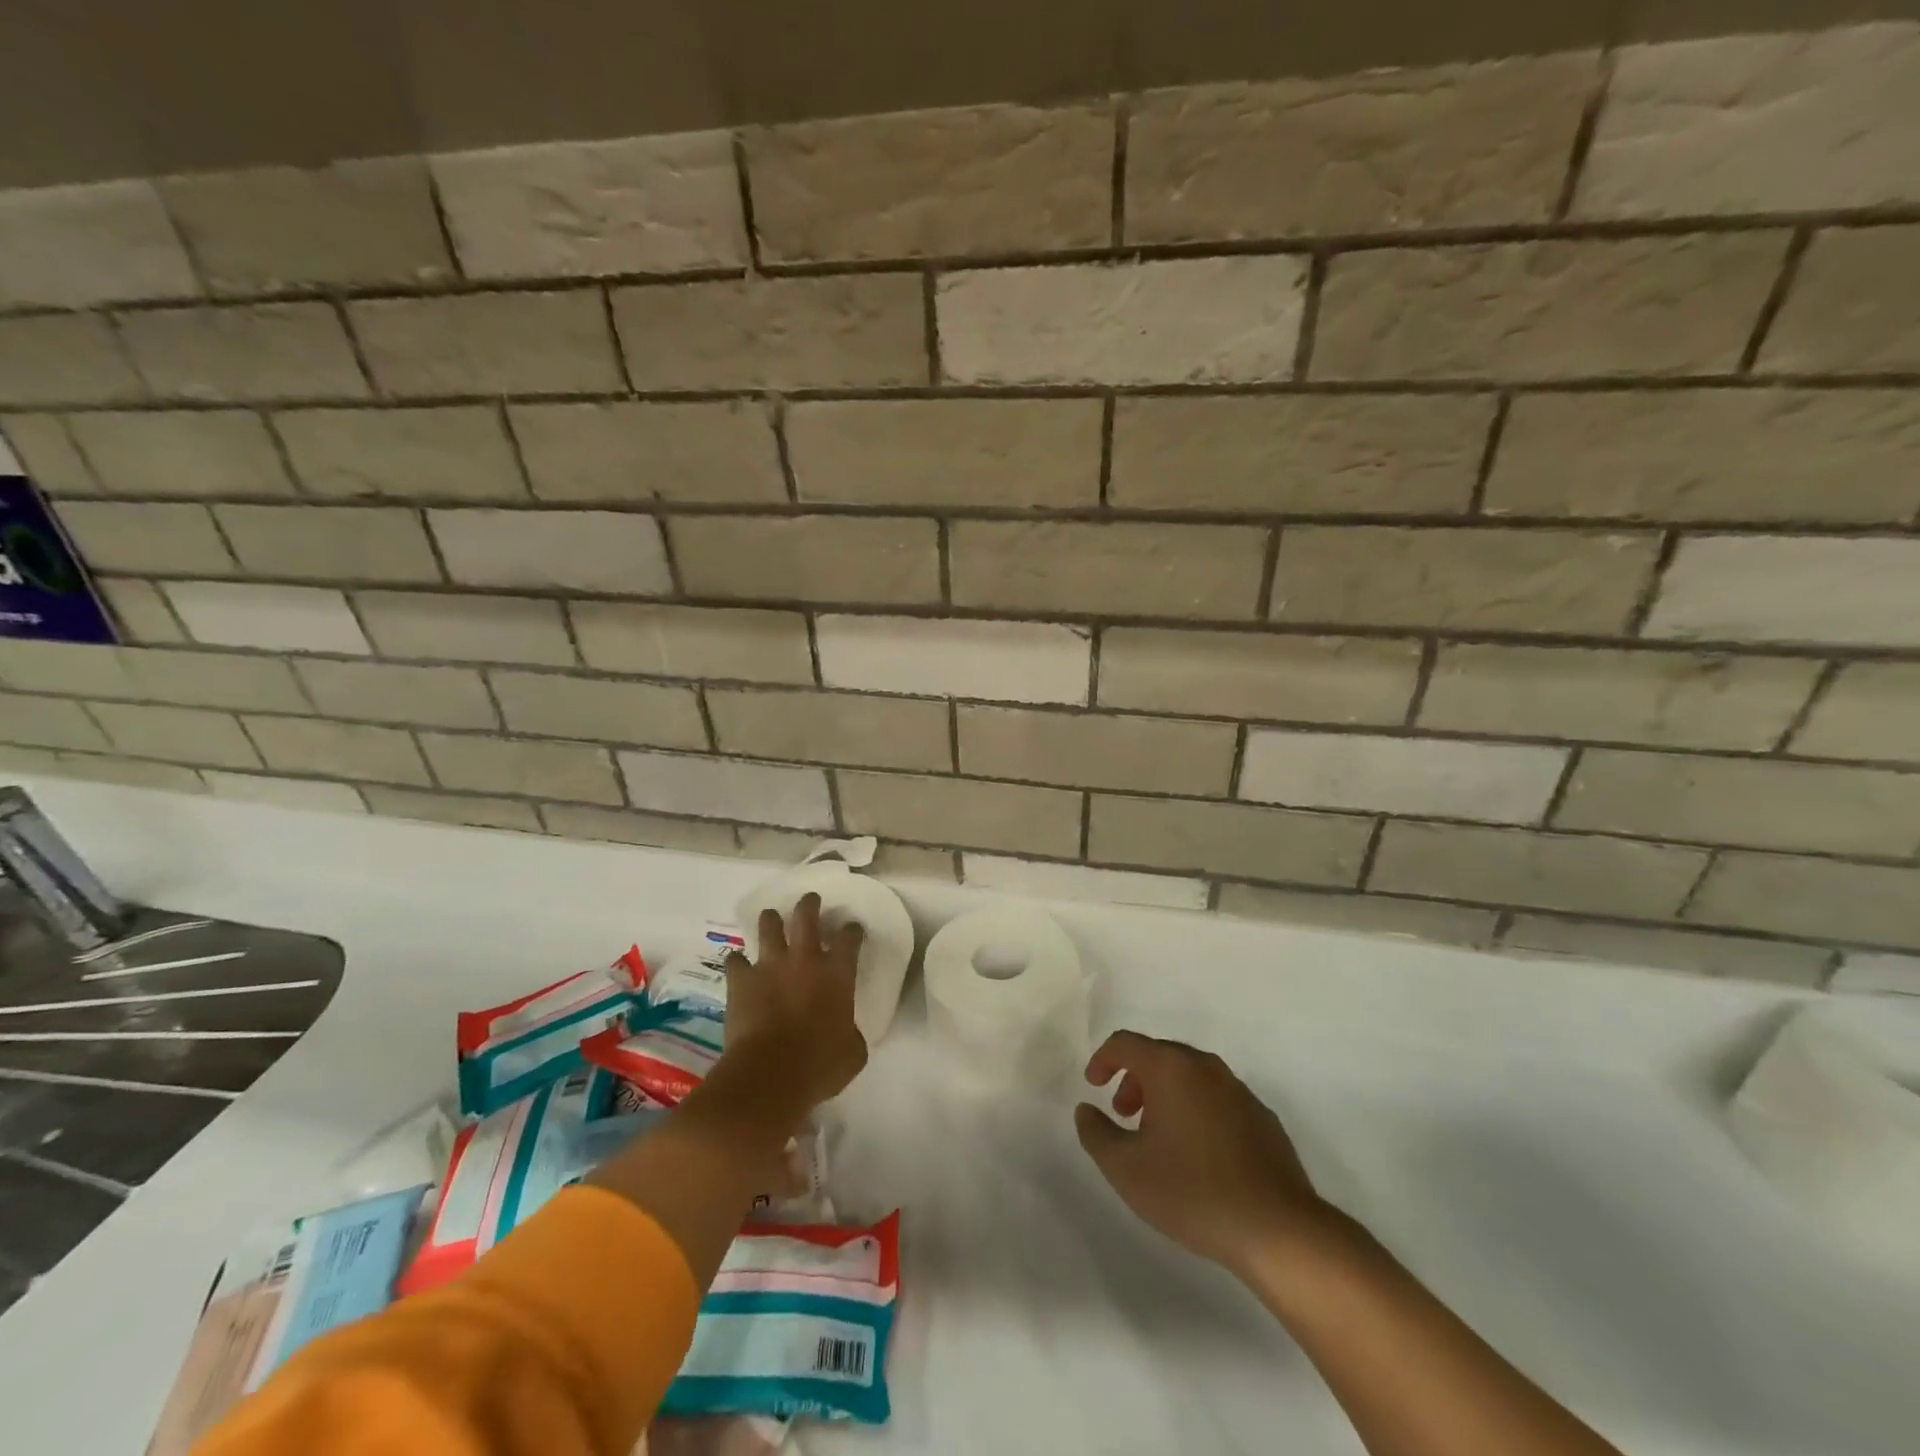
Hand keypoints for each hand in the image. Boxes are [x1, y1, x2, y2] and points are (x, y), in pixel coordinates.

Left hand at [719, 893, 866, 1114]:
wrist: (770, 1074)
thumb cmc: (820, 1065)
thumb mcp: (853, 1051)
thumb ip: (852, 1033)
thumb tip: (846, 1032)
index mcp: (838, 973)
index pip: (849, 937)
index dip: (852, 931)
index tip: (851, 930)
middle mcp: (805, 959)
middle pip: (806, 915)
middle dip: (809, 904)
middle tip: (810, 901)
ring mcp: (770, 965)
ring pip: (769, 925)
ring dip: (771, 921)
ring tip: (772, 919)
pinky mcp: (740, 980)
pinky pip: (735, 960)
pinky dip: (738, 961)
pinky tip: (739, 965)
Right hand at [1075, 1031, 1330, 1276]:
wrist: (1277, 1229)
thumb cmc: (1192, 1191)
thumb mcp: (1126, 1169)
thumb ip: (1096, 1134)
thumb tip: (1086, 1110)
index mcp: (1171, 1068)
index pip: (1126, 1043)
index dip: (1103, 1059)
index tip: (1093, 1085)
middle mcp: (1205, 1067)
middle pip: (1159, 1056)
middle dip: (1135, 1079)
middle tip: (1124, 1115)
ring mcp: (1239, 1091)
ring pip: (1190, 1077)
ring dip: (1166, 1096)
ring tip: (1158, 1138)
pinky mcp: (1263, 1118)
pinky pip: (1217, 1100)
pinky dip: (1196, 1111)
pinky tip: (1198, 1155)